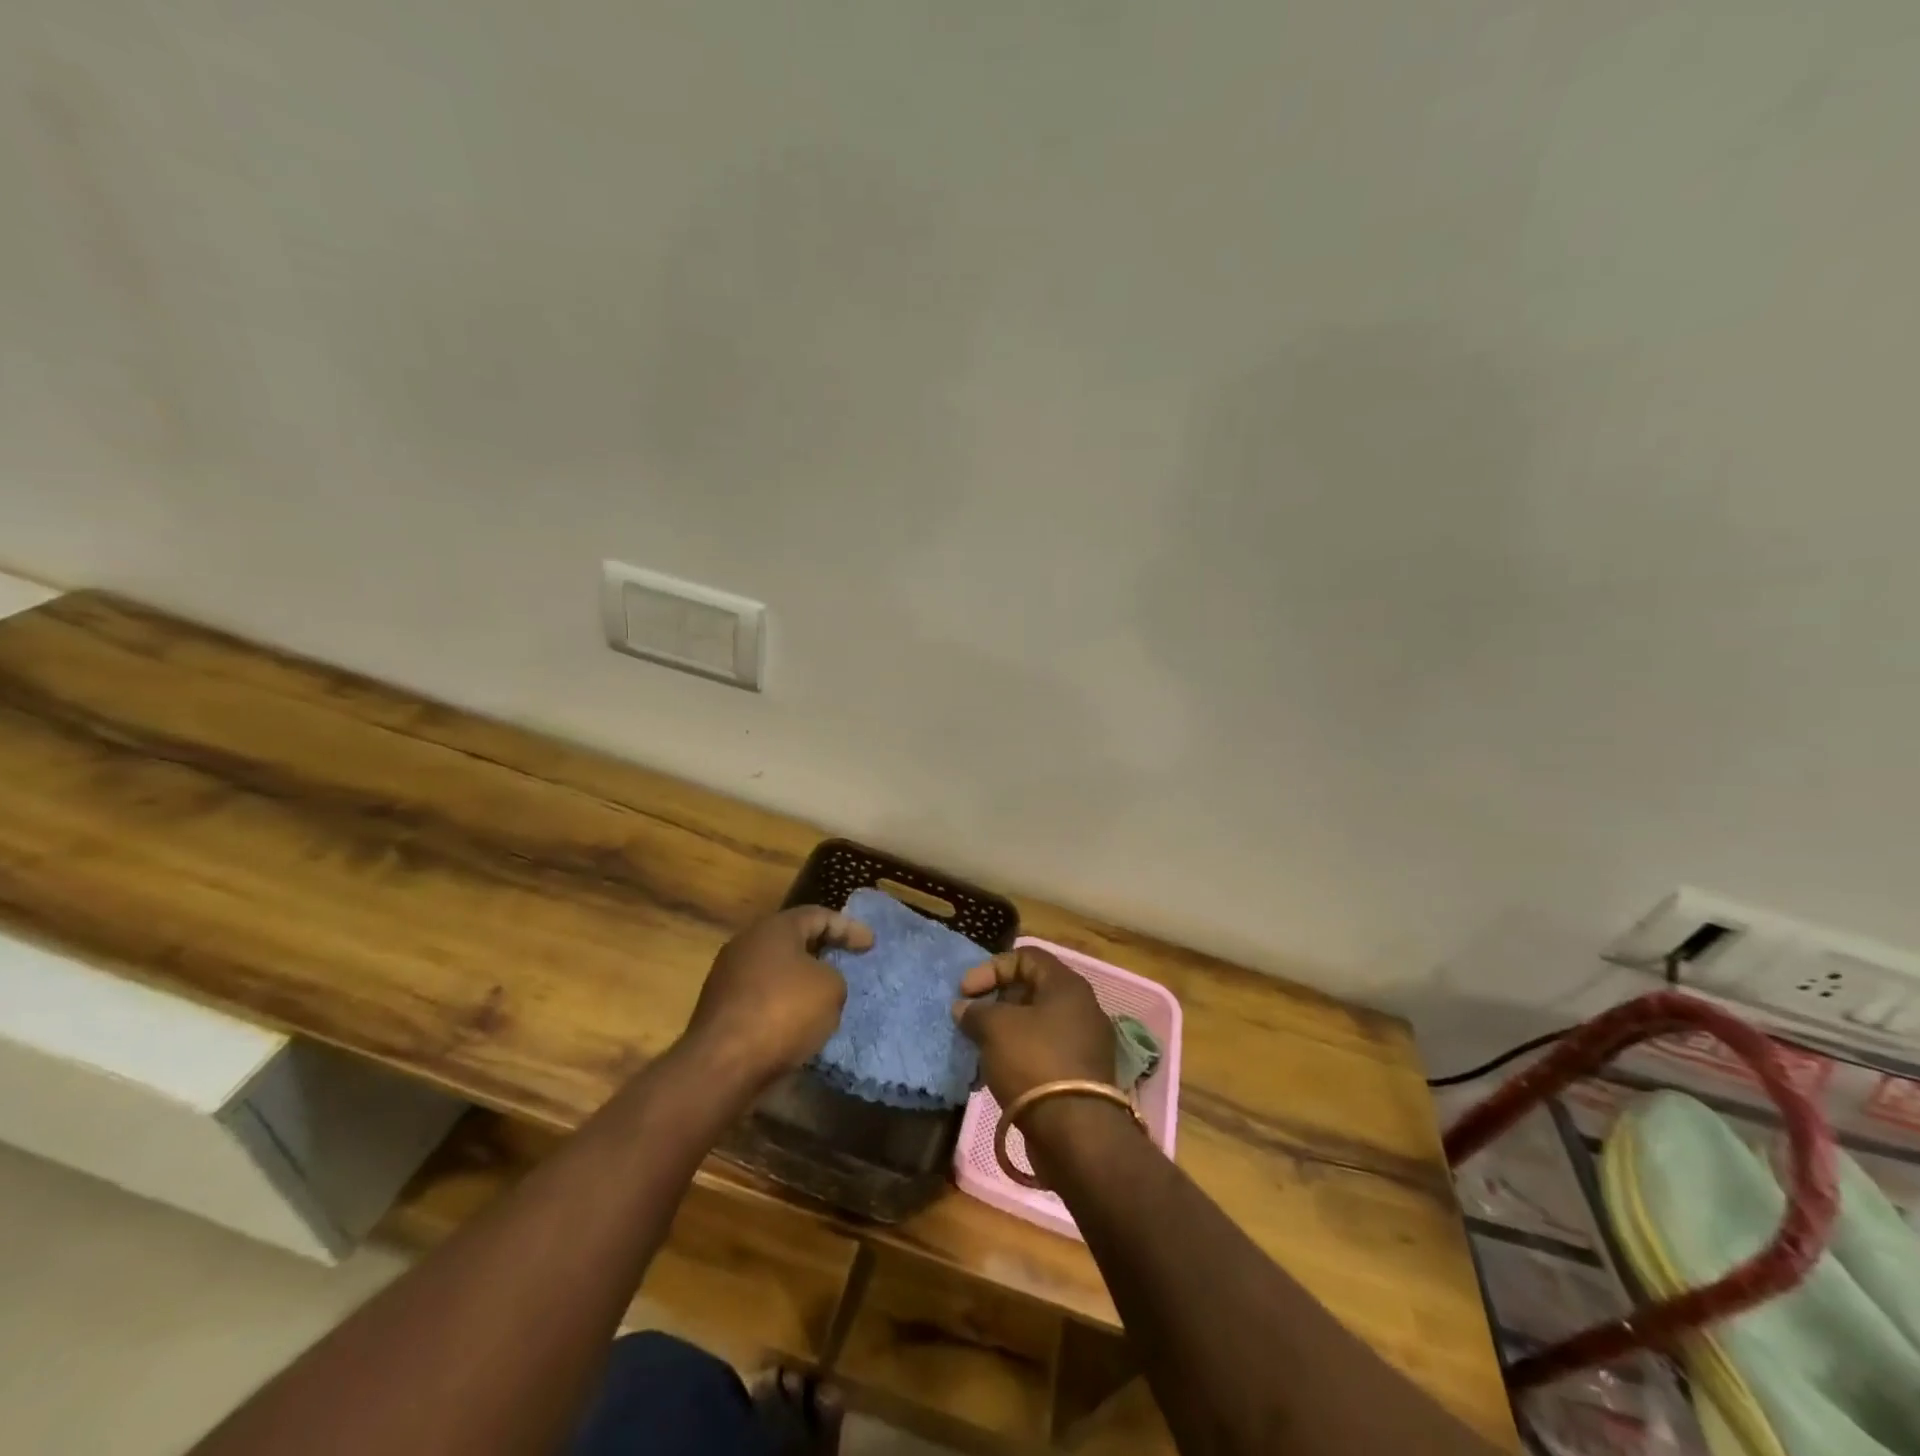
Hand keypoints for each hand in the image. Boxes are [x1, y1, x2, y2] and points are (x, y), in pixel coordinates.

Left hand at [681, 906, 871, 1088]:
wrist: (723, 1064)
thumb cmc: (783, 1012)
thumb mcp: (831, 989)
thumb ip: (833, 977)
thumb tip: (818, 984)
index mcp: (774, 928)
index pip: (818, 915)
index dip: (848, 927)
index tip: (871, 944)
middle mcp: (746, 944)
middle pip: (792, 940)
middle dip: (821, 950)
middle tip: (846, 961)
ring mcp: (728, 977)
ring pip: (775, 970)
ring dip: (800, 980)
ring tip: (825, 996)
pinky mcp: (720, 1010)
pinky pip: (762, 998)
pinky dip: (783, 1004)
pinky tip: (799, 1022)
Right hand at [951, 945, 1112, 1106]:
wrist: (1075, 1132)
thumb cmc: (1035, 1062)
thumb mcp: (996, 1028)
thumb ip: (977, 1012)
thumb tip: (965, 1009)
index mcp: (1067, 985)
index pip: (1026, 956)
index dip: (992, 968)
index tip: (966, 992)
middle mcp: (1082, 1008)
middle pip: (1033, 989)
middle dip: (997, 1000)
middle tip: (972, 1018)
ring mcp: (1085, 1043)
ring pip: (1037, 1023)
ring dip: (1006, 1030)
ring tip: (980, 1046)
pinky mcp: (1081, 1075)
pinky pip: (1045, 1051)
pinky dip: (1020, 1055)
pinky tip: (998, 1071)